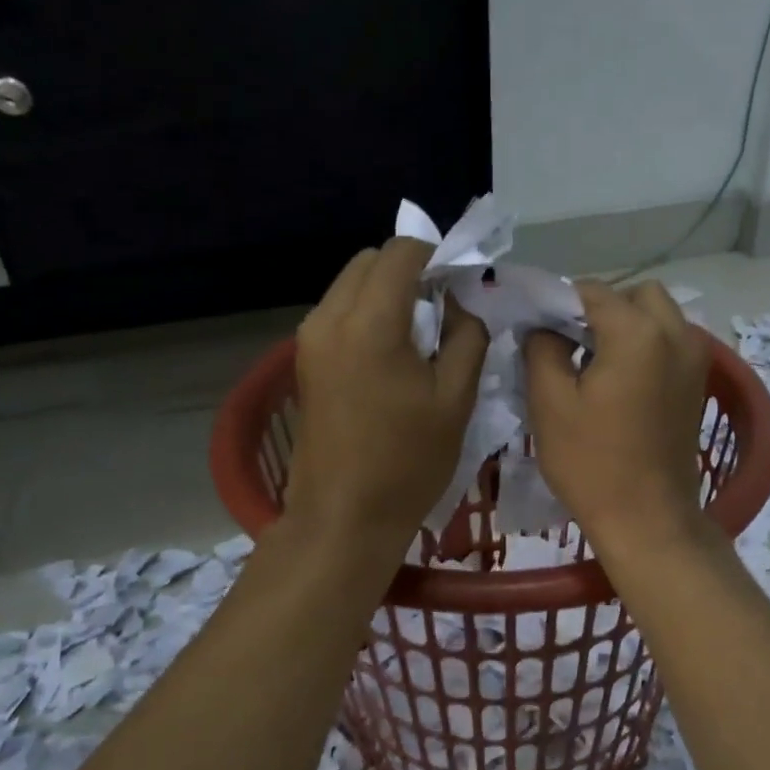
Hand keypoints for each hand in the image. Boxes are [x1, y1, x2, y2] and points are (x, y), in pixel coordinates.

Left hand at [285, 238, 489, 552]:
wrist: (344, 516)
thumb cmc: (408, 462)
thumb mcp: (455, 399)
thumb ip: (467, 336)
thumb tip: (462, 303)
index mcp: (370, 323)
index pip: (402, 253)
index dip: (437, 257)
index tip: (461, 284)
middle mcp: (328, 318)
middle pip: (369, 262)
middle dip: (409, 271)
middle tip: (442, 307)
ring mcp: (308, 339)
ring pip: (350, 285)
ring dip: (386, 292)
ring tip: (419, 333)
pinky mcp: (303, 361)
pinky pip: (338, 313)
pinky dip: (367, 314)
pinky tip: (391, 353)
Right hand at [524, 280, 709, 553]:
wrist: (648, 519)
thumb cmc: (592, 463)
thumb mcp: (550, 403)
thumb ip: (541, 348)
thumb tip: (544, 327)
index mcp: (638, 332)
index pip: (591, 292)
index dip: (558, 303)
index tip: (535, 327)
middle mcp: (676, 334)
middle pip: (635, 295)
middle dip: (601, 308)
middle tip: (570, 342)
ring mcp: (696, 359)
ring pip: (658, 316)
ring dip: (626, 325)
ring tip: (594, 362)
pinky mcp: (698, 383)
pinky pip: (671, 342)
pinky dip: (646, 345)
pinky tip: (620, 380)